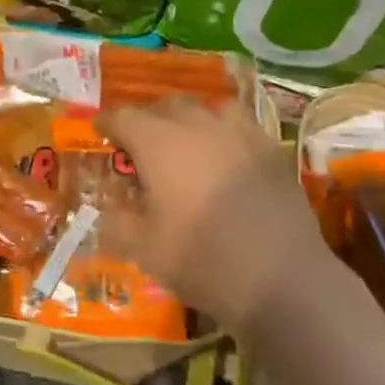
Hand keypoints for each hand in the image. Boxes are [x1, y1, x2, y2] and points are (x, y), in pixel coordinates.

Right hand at [98, 100, 334, 339]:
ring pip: (207, 108)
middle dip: (148, 120)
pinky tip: (225, 156)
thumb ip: (119, 222)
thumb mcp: (145, 250)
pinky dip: (224, 132)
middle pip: (166, 106)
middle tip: (140, 145)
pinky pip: (240, 125)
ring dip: (189, 119)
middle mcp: (198, 126)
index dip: (108, 124)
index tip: (101, 133)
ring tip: (186, 142)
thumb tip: (109, 209)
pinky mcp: (271, 149)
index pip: (125, 117)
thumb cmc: (203, 262)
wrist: (282, 278)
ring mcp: (240, 133)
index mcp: (160, 144)